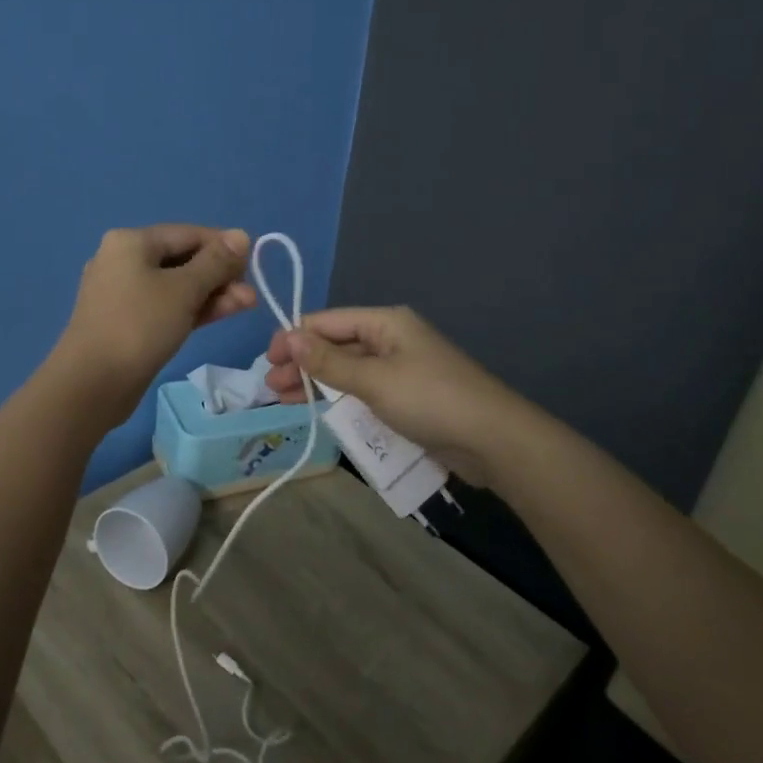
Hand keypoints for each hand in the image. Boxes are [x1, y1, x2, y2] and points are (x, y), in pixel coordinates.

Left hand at [53, 226, 255, 423]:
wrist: (91, 384)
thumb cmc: (139, 326)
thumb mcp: (184, 290)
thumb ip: (216, 262)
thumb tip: (241, 235)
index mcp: (131, 242)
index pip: (188, 233)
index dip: (224, 246)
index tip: (253, 264)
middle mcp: (122, 260)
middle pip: (182, 259)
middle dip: (219, 275)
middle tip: (250, 294)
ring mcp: (122, 293)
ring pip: (175, 286)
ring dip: (211, 294)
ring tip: (247, 305)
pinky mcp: (126, 322)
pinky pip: (165, 306)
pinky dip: (191, 309)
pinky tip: (221, 314)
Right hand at [264, 306, 543, 473]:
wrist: (495, 441)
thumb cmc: (430, 400)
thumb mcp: (374, 379)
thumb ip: (328, 361)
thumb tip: (288, 337)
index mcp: (384, 322)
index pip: (326, 321)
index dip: (294, 338)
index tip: (268, 362)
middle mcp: (390, 338)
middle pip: (335, 344)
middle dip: (302, 362)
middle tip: (272, 387)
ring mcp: (400, 368)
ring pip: (347, 369)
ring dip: (316, 381)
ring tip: (285, 400)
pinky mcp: (407, 396)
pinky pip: (363, 389)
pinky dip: (339, 396)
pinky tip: (319, 409)